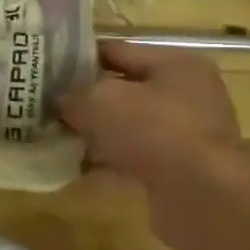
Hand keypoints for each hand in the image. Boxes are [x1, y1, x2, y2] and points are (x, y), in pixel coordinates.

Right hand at [60, 40, 240, 187]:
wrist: (202, 198)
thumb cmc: (155, 131)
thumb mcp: (102, 100)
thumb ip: (74, 95)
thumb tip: (59, 101)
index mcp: (176, 64)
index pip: (119, 51)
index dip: (81, 57)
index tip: (47, 68)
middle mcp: (186, 96)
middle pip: (124, 90)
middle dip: (86, 99)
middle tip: (48, 105)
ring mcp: (184, 136)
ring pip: (127, 128)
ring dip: (95, 133)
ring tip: (55, 137)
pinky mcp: (177, 172)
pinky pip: (132, 160)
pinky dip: (106, 163)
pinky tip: (74, 168)